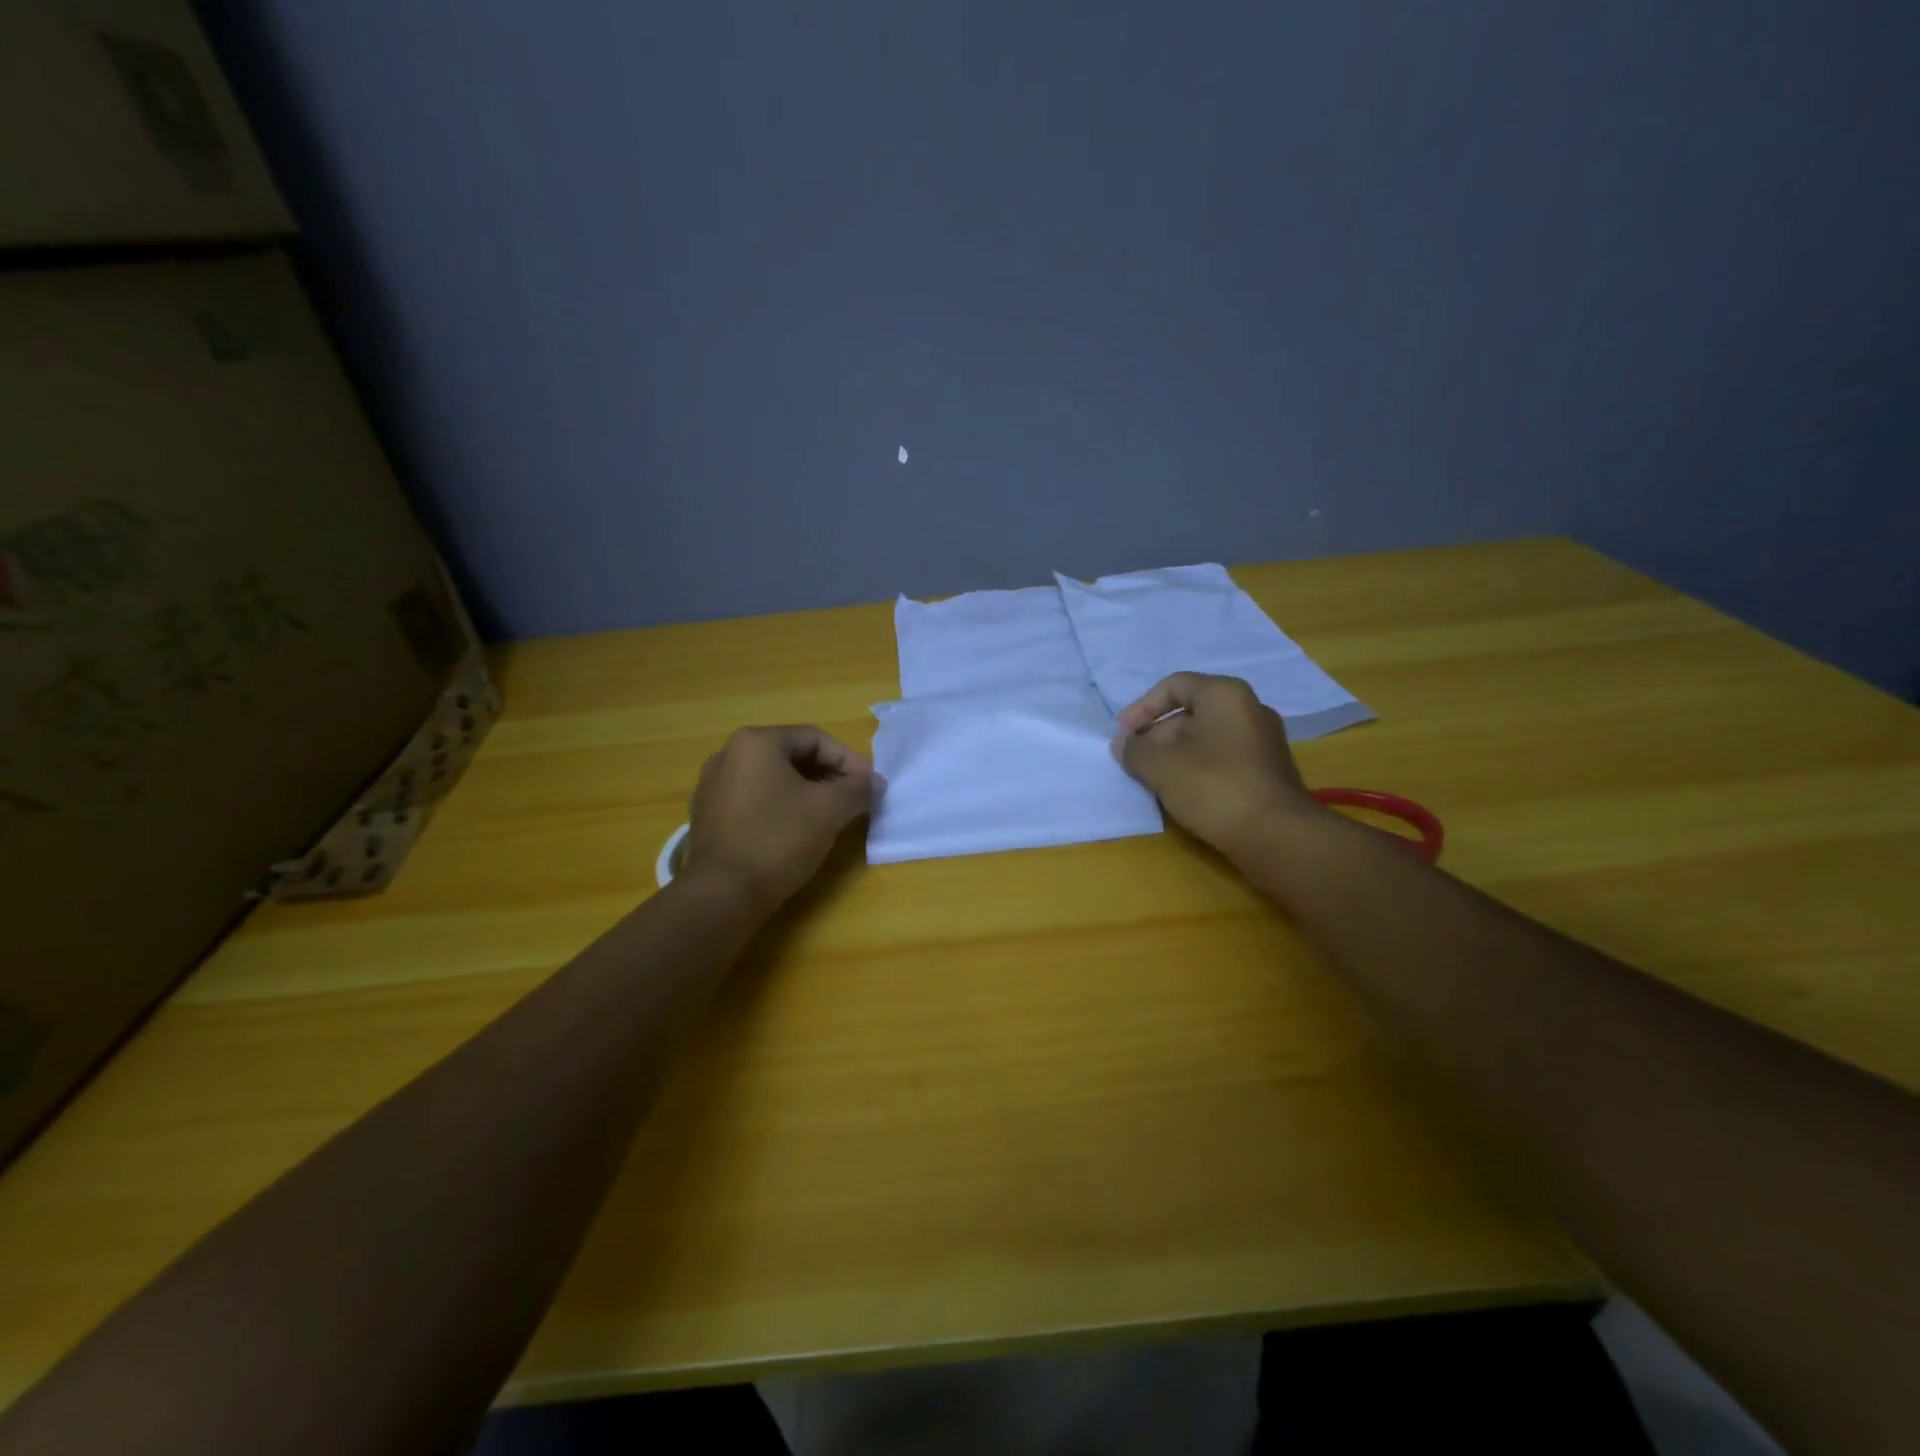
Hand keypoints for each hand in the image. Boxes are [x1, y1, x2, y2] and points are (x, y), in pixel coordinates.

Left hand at [683, 726, 880, 911]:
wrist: (721, 894)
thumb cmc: (778, 840)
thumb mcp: (830, 810)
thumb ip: (858, 789)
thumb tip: (874, 782)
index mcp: (756, 742)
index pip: (815, 739)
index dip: (849, 760)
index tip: (870, 784)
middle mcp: (728, 754)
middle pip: (791, 756)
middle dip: (828, 775)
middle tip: (853, 798)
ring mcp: (712, 786)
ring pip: (771, 779)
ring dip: (805, 792)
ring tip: (829, 816)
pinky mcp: (707, 816)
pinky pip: (752, 800)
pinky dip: (779, 807)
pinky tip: (795, 831)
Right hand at [1111, 673, 1318, 859]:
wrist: (1276, 835)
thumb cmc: (1213, 786)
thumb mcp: (1161, 766)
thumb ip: (1135, 751)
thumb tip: (1123, 744)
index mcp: (1225, 695)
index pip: (1174, 686)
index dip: (1142, 708)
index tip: (1123, 735)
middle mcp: (1249, 709)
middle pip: (1191, 712)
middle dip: (1157, 735)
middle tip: (1136, 761)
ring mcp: (1263, 741)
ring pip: (1207, 738)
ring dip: (1175, 755)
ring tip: (1154, 781)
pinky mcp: (1268, 770)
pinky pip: (1223, 758)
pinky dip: (1198, 769)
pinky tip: (1183, 794)